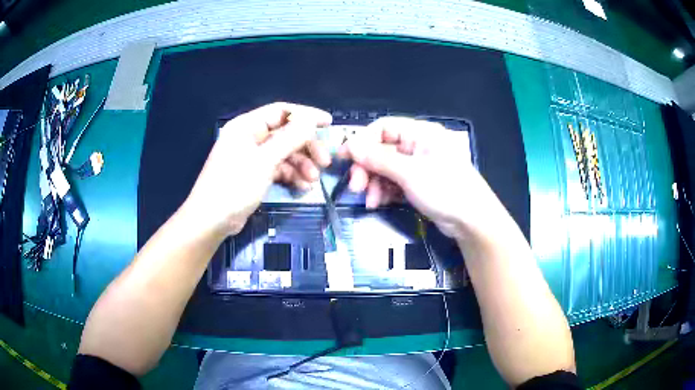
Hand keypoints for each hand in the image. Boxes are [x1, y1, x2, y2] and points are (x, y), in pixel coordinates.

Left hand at [183, 102, 331, 236]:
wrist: (212, 220)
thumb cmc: (234, 186)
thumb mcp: (264, 161)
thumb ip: (289, 139)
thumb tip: (310, 122)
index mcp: (247, 126)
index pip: (281, 112)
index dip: (306, 115)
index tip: (327, 123)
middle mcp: (250, 137)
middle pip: (286, 134)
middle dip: (307, 147)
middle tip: (325, 161)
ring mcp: (253, 156)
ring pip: (285, 153)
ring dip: (302, 164)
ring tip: (313, 180)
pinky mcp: (255, 174)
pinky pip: (278, 168)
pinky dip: (291, 175)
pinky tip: (302, 187)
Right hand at [338, 117, 501, 238]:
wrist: (472, 221)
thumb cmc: (446, 190)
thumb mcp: (410, 173)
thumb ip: (378, 159)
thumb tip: (350, 145)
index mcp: (421, 133)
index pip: (383, 128)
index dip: (362, 141)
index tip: (344, 158)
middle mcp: (418, 146)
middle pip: (381, 150)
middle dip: (366, 168)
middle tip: (355, 187)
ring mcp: (418, 166)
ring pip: (385, 169)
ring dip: (373, 183)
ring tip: (370, 200)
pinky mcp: (418, 184)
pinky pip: (393, 182)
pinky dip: (384, 191)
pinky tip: (378, 203)